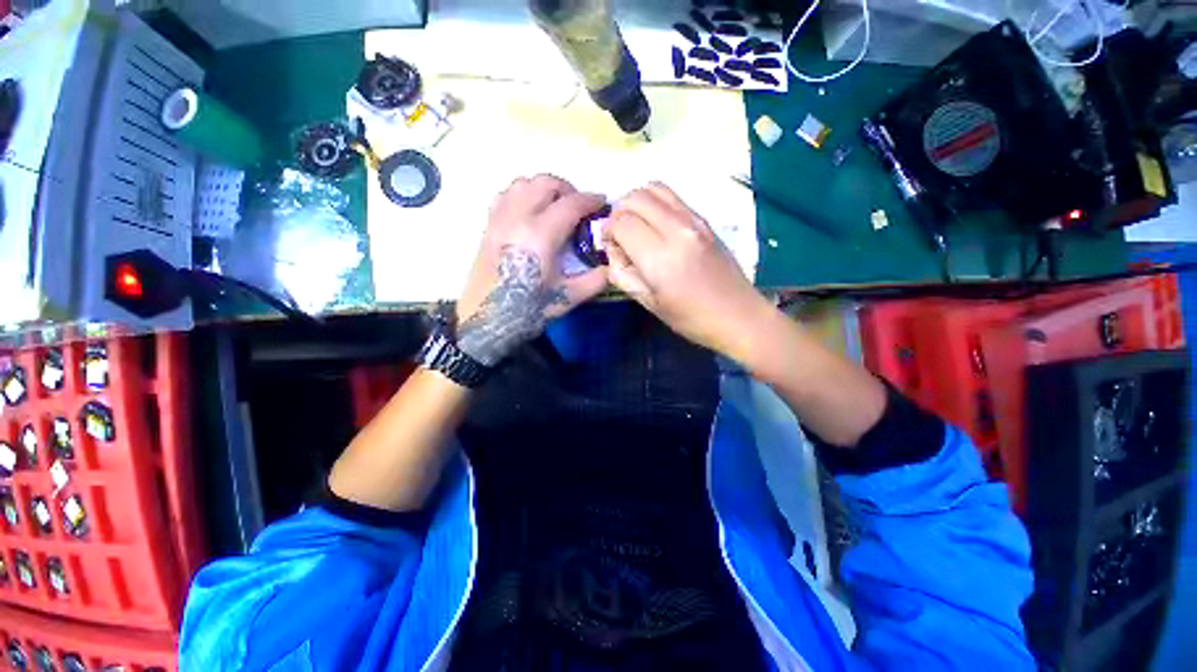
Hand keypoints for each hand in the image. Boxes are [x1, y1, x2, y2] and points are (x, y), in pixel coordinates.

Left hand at [456, 175, 608, 365]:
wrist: (485, 321)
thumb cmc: (528, 310)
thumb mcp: (568, 298)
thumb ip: (596, 280)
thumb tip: (613, 265)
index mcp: (540, 235)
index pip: (571, 204)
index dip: (591, 200)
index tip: (603, 204)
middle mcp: (518, 218)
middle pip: (546, 183)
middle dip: (569, 189)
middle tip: (580, 208)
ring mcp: (499, 219)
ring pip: (523, 183)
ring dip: (544, 188)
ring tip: (556, 207)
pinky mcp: (488, 226)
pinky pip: (505, 194)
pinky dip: (522, 193)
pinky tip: (530, 211)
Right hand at [605, 183, 772, 360]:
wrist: (739, 315)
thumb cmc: (690, 318)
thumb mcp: (648, 303)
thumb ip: (622, 272)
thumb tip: (613, 248)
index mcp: (660, 257)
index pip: (621, 222)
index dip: (608, 230)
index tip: (610, 245)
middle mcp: (677, 229)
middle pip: (635, 197)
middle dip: (619, 212)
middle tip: (620, 235)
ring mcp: (694, 220)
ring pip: (654, 188)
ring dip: (637, 202)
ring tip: (637, 225)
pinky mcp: (705, 219)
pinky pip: (672, 197)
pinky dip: (655, 203)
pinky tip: (656, 226)